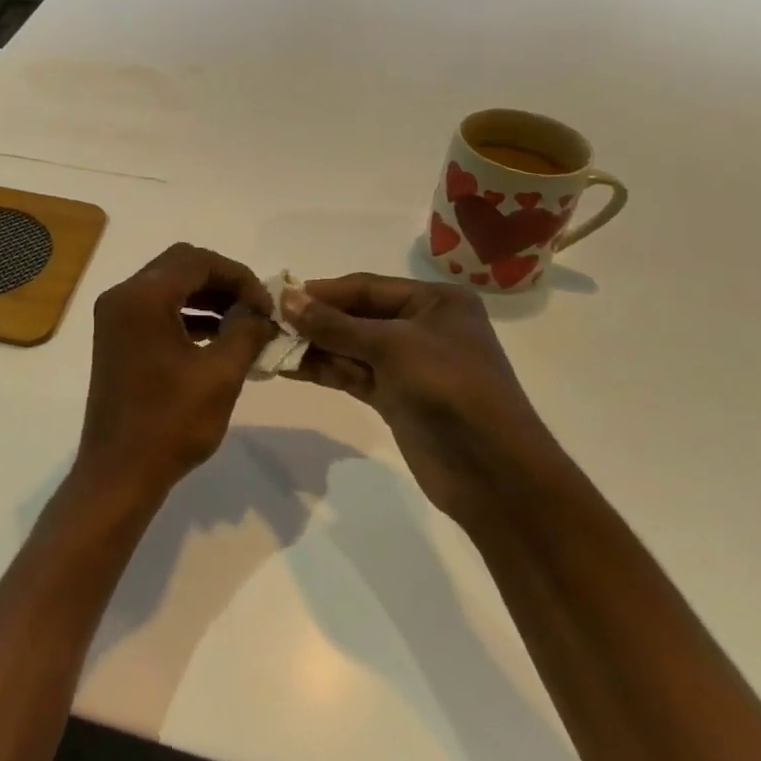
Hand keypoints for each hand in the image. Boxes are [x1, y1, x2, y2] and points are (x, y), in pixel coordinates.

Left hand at [76, 244, 275, 508]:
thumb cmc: (170, 423)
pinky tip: (217, 338)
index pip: (197, 261)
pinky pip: (156, 309)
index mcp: (142, 297)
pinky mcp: (116, 337)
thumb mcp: (220, 375)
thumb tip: (262, 312)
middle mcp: (122, 296)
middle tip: (256, 309)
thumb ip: (246, 331)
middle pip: (180, 266)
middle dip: (223, 282)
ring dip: (207, 298)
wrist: (119, 472)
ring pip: (168, 286)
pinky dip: (187, 315)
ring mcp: (115, 317)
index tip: (267, 305)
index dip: (238, 276)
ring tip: (244, 324)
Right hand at [284, 274, 567, 523]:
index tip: (278, 296)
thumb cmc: (451, 389)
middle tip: (266, 321)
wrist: (494, 473)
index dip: (322, 291)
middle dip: (314, 319)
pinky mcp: (395, 396)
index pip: (367, 287)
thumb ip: (335, 325)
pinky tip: (287, 366)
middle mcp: (421, 326)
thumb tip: (286, 299)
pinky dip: (322, 369)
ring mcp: (407, 364)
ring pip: (349, 346)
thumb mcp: (392, 347)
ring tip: (268, 344)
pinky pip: (351, 373)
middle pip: (355, 316)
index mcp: (435, 301)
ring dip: (312, 346)